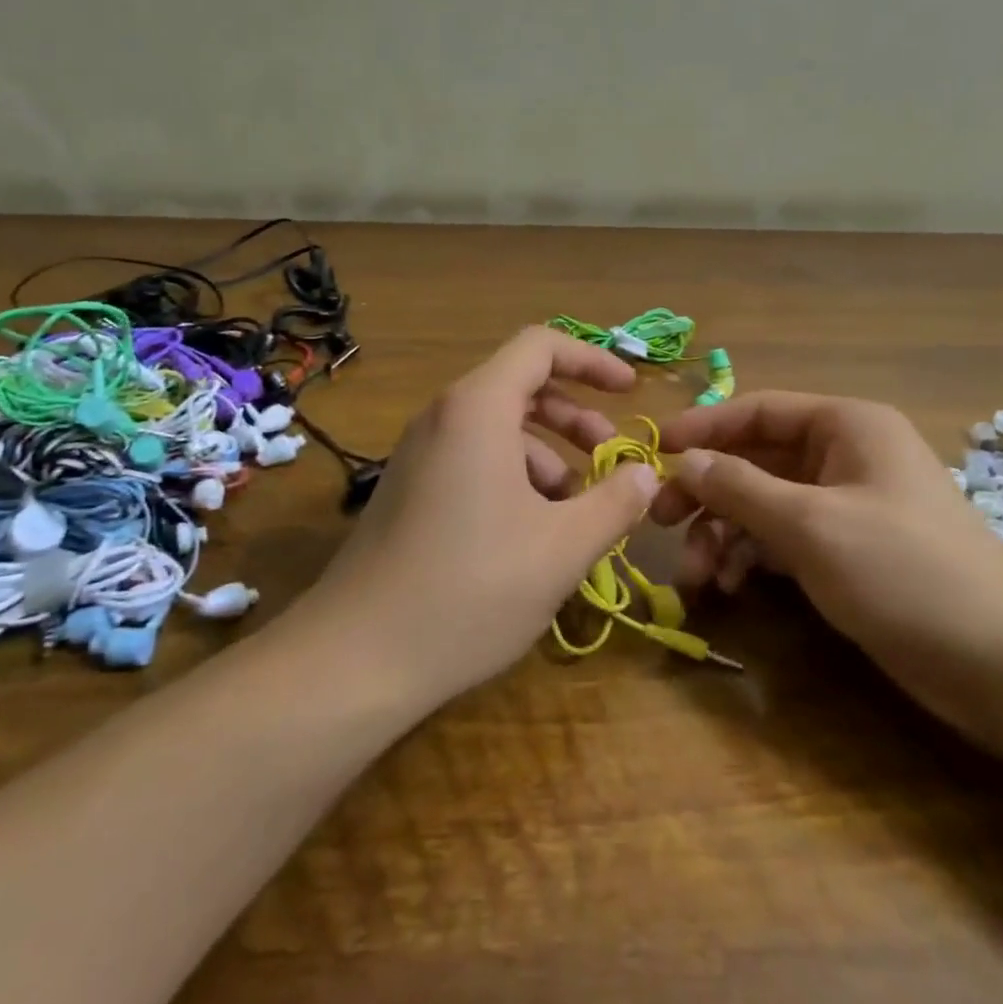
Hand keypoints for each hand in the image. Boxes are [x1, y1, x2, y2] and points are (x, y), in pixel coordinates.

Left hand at [301, 327, 659, 705]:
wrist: (356, 657)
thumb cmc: (471, 589)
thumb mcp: (562, 548)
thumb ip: (614, 502)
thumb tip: (646, 474)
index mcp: (478, 409)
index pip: (540, 346)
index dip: (592, 360)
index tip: (630, 391)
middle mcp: (443, 417)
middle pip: (520, 386)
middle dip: (574, 415)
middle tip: (610, 455)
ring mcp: (419, 455)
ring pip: (497, 429)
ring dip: (547, 454)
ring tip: (577, 509)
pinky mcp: (409, 490)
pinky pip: (472, 461)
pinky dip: (514, 478)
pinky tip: (533, 533)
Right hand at [651, 392, 1002, 746]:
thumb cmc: (905, 571)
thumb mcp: (810, 524)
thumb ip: (740, 487)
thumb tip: (684, 461)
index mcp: (846, 426)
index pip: (758, 410)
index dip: (703, 428)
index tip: (653, 453)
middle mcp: (845, 457)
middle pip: (755, 460)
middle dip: (708, 492)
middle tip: (659, 522)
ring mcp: (847, 507)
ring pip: (764, 505)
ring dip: (724, 535)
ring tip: (698, 577)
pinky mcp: (848, 553)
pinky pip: (783, 540)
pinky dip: (752, 558)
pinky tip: (731, 586)